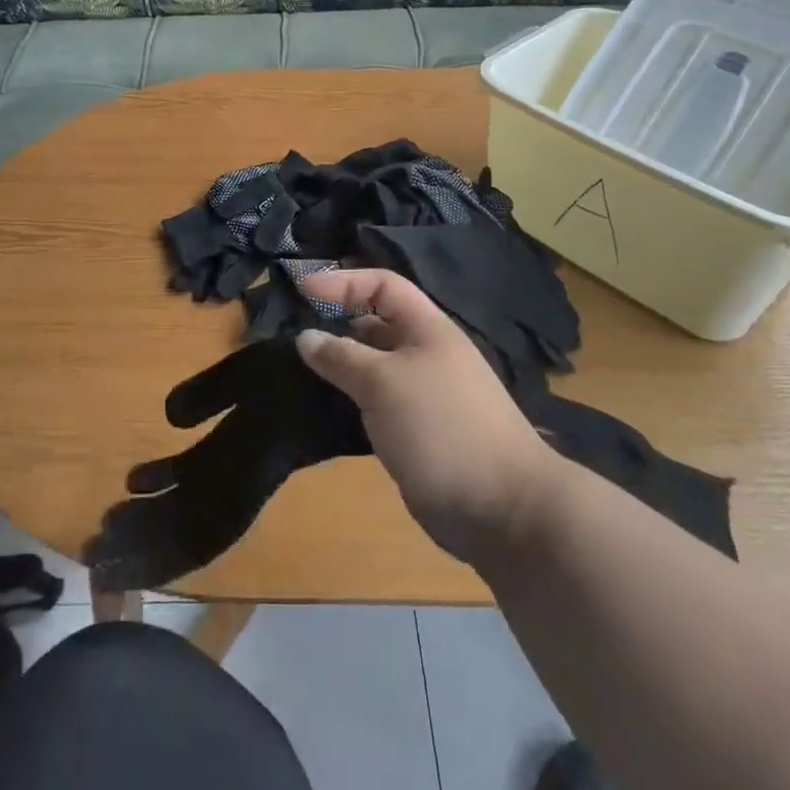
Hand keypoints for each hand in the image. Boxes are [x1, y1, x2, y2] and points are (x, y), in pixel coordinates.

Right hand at [296, 268, 561, 564]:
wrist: (501, 507)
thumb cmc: (442, 427)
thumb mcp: (384, 382)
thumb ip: (342, 356)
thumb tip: (305, 337)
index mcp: (428, 329)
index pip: (383, 285)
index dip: (343, 281)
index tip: (301, 290)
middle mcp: (425, 354)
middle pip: (375, 325)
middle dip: (335, 323)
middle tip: (288, 332)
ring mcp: (422, 395)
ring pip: (372, 367)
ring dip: (338, 366)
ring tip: (294, 370)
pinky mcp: (415, 432)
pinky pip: (374, 404)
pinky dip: (347, 401)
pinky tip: (319, 409)